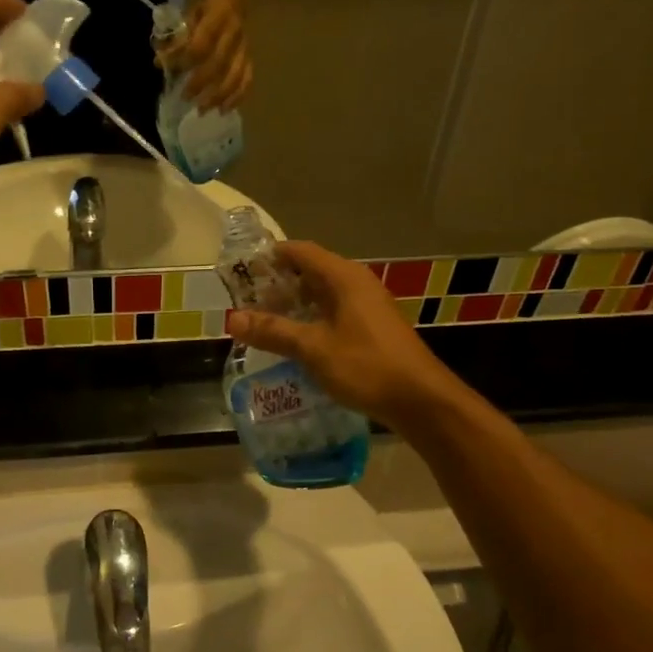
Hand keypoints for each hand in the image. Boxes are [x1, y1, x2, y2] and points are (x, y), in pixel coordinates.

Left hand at [174, 0, 250, 111]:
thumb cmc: (203, 10)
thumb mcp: (187, 16)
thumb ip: (175, 39)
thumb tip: (160, 63)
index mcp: (219, 15)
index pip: (203, 42)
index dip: (187, 59)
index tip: (173, 72)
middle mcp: (235, 32)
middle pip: (220, 63)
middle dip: (201, 83)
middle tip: (186, 98)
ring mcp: (245, 47)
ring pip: (236, 75)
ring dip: (219, 96)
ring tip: (203, 110)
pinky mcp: (249, 57)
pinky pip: (247, 79)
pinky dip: (237, 97)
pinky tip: (224, 110)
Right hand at [227, 242, 462, 428]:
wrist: (421, 400)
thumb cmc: (366, 366)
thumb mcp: (313, 348)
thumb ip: (273, 331)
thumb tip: (231, 319)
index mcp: (344, 277)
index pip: (300, 251)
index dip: (269, 257)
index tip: (241, 272)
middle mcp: (356, 283)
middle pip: (310, 271)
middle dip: (277, 284)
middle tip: (245, 302)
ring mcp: (367, 306)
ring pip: (322, 294)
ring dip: (293, 305)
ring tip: (263, 323)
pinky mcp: (372, 328)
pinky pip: (333, 313)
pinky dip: (311, 320)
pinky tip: (295, 341)